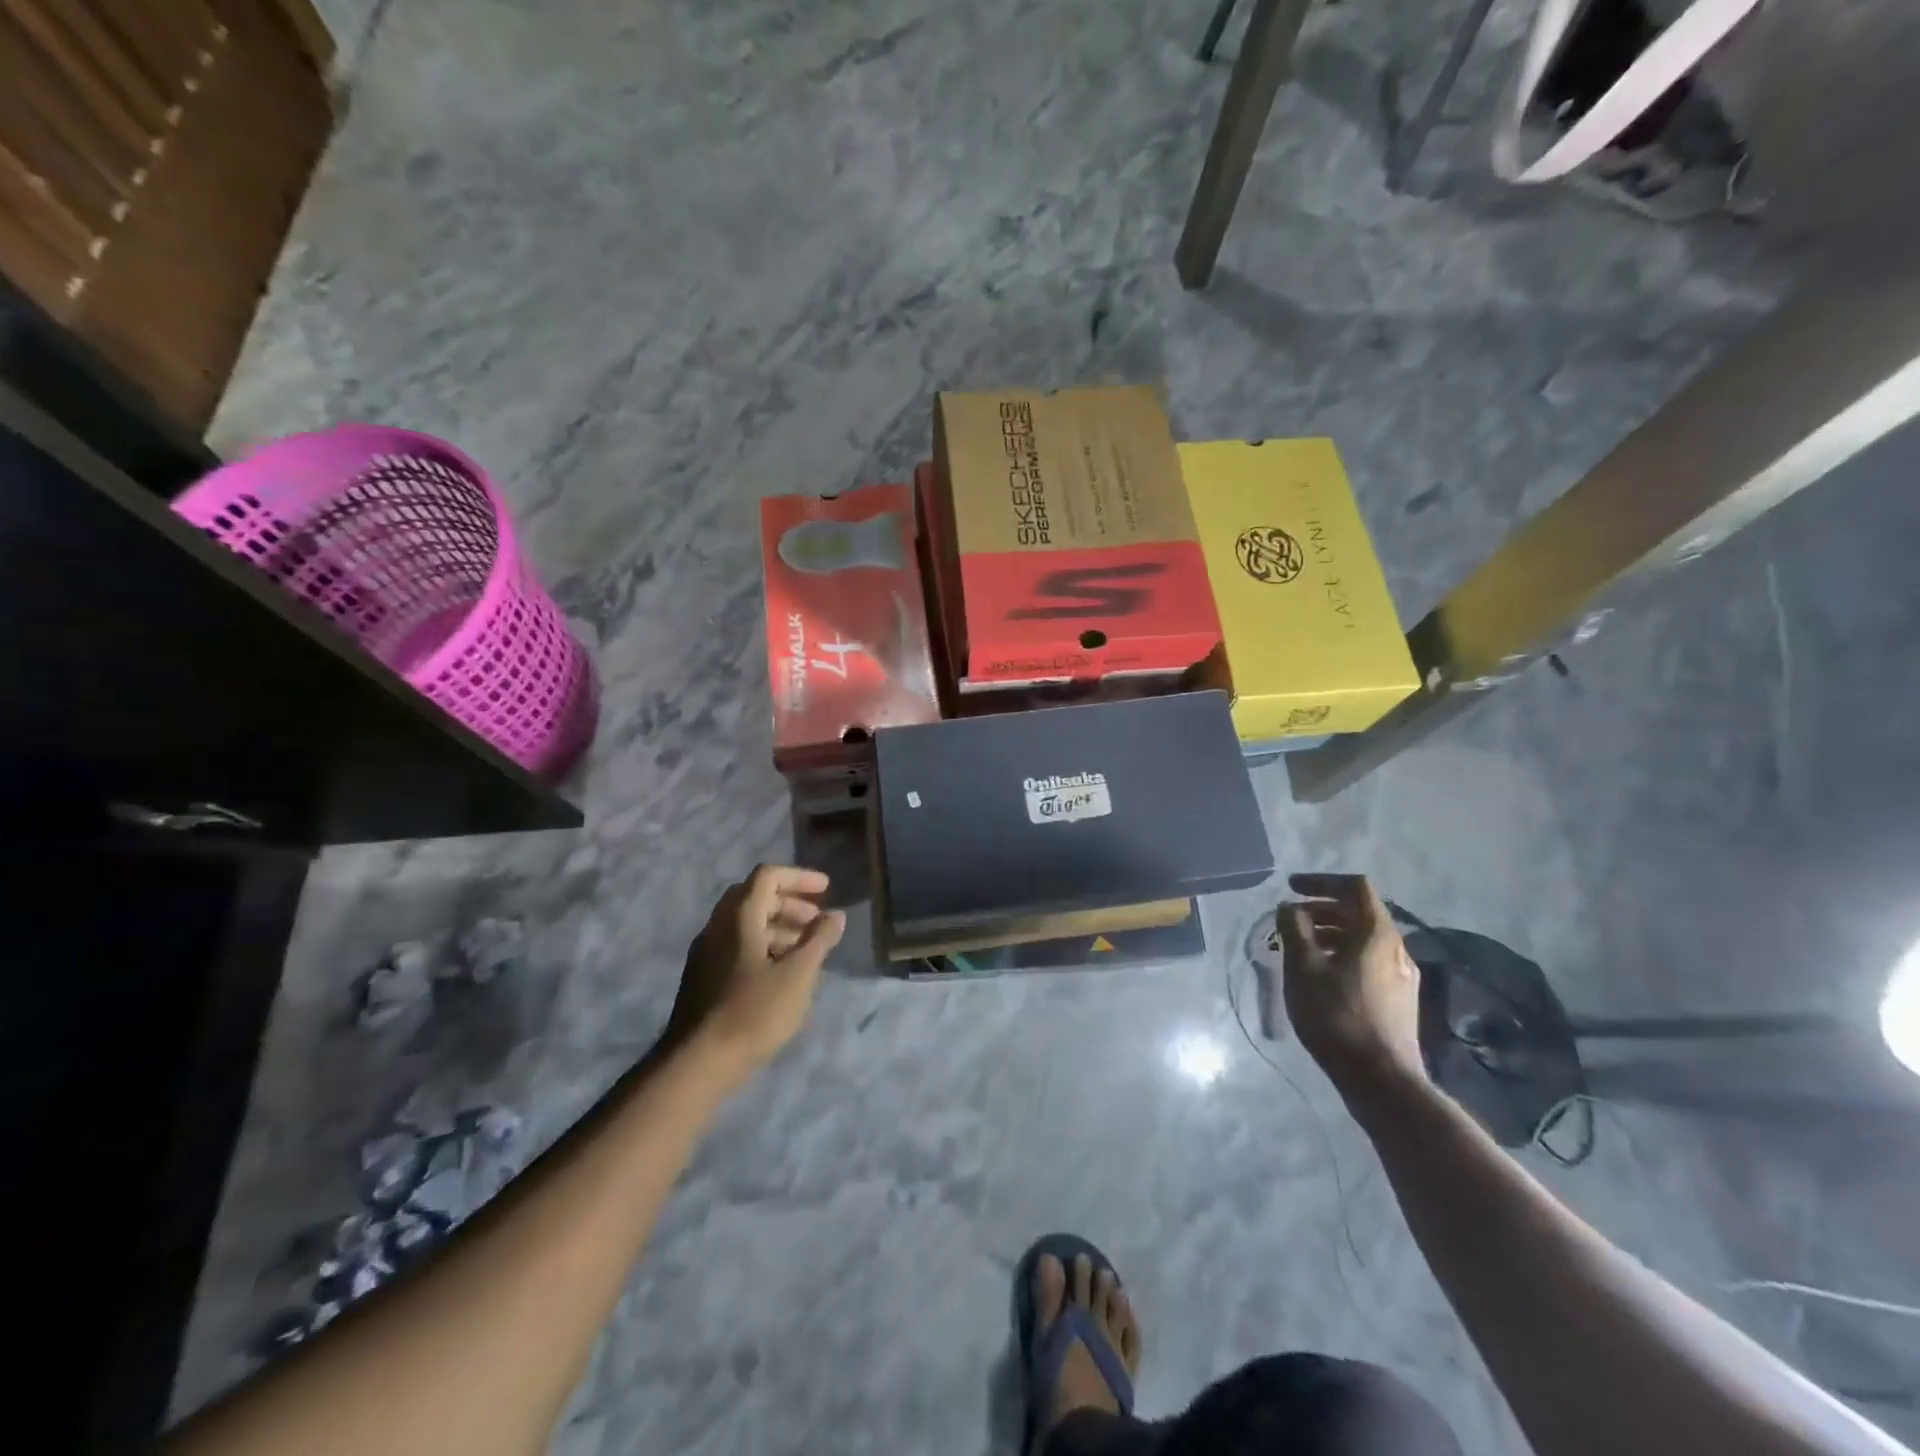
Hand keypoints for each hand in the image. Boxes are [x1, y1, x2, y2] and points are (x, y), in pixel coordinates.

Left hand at [665, 865, 845, 1077]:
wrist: (698, 1063)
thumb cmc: (753, 1012)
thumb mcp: (797, 974)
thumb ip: (819, 940)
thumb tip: (835, 915)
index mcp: (739, 917)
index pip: (768, 876)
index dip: (799, 877)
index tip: (827, 890)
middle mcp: (718, 926)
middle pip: (755, 896)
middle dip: (790, 902)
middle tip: (817, 921)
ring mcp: (706, 952)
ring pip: (745, 923)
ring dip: (778, 926)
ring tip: (805, 950)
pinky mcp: (703, 977)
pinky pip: (736, 945)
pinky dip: (763, 945)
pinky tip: (780, 974)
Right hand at [1277, 873, 1426, 1104]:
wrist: (1381, 1079)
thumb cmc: (1336, 1015)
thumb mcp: (1302, 966)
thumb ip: (1294, 929)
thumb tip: (1290, 908)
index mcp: (1376, 933)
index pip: (1354, 887)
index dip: (1321, 880)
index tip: (1291, 888)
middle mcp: (1396, 948)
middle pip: (1359, 913)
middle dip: (1322, 909)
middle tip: (1290, 919)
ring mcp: (1402, 976)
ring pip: (1363, 940)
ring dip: (1330, 934)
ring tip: (1300, 949)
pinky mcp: (1400, 1000)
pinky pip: (1368, 962)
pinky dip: (1342, 955)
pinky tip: (1322, 978)